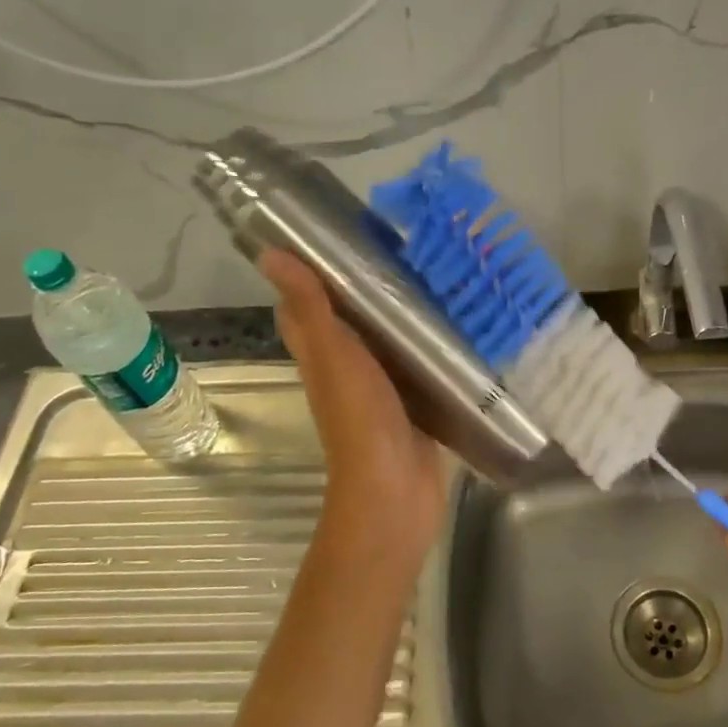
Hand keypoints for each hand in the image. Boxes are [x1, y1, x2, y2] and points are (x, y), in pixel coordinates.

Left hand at [261, 250, 445, 561]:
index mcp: (322, 354)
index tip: (336, 236)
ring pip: (386, 341)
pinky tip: (457, 323)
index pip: (304, 306)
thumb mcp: (334, 355)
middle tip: (402, 247)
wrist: (395, 490)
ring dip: (402, 314)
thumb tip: (270, 253)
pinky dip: (429, 345)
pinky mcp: (414, 403)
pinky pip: (418, 365)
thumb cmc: (360, 420)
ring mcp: (382, 388)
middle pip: (351, 321)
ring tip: (434, 273)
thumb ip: (311, 307)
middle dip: (367, 287)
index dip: (311, 272)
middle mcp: (348, 368)